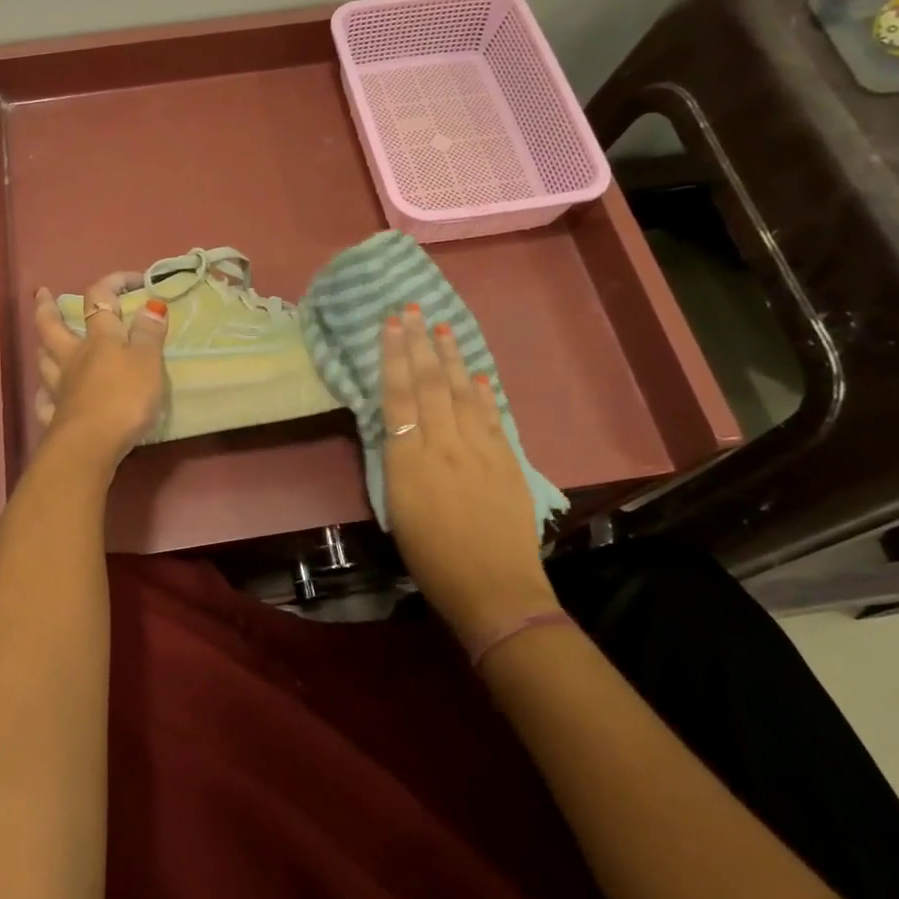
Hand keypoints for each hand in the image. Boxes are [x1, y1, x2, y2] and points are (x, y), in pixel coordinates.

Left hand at [31, 273, 168, 464]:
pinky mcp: (56, 417)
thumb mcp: (147, 362)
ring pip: (44, 361)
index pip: (100, 300)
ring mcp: (60, 388)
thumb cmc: (124, 398)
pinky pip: (45, 401)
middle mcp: (74, 358)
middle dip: (48, 308)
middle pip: (53, 327)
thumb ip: (149, 333)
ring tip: (44, 342)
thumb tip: (151, 303)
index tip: (133, 279)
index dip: (113, 283)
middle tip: (42, 294)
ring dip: (44, 348)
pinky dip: (45, 394)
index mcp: (99, 340)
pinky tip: (47, 394)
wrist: (91, 445)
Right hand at [381, 305, 555, 653]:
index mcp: (411, 461)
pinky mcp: (508, 461)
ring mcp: (481, 450)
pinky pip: (493, 417)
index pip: (399, 396)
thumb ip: (397, 463)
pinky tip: (477, 374)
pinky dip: (484, 392)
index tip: (390, 324)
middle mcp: (445, 446)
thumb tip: (396, 427)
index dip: (394, 356)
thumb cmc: (432, 559)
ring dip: (451, 358)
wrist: (495, 590)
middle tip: (411, 309)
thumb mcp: (397, 511)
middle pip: (430, 385)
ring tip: (441, 327)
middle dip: (419, 344)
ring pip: (462, 393)